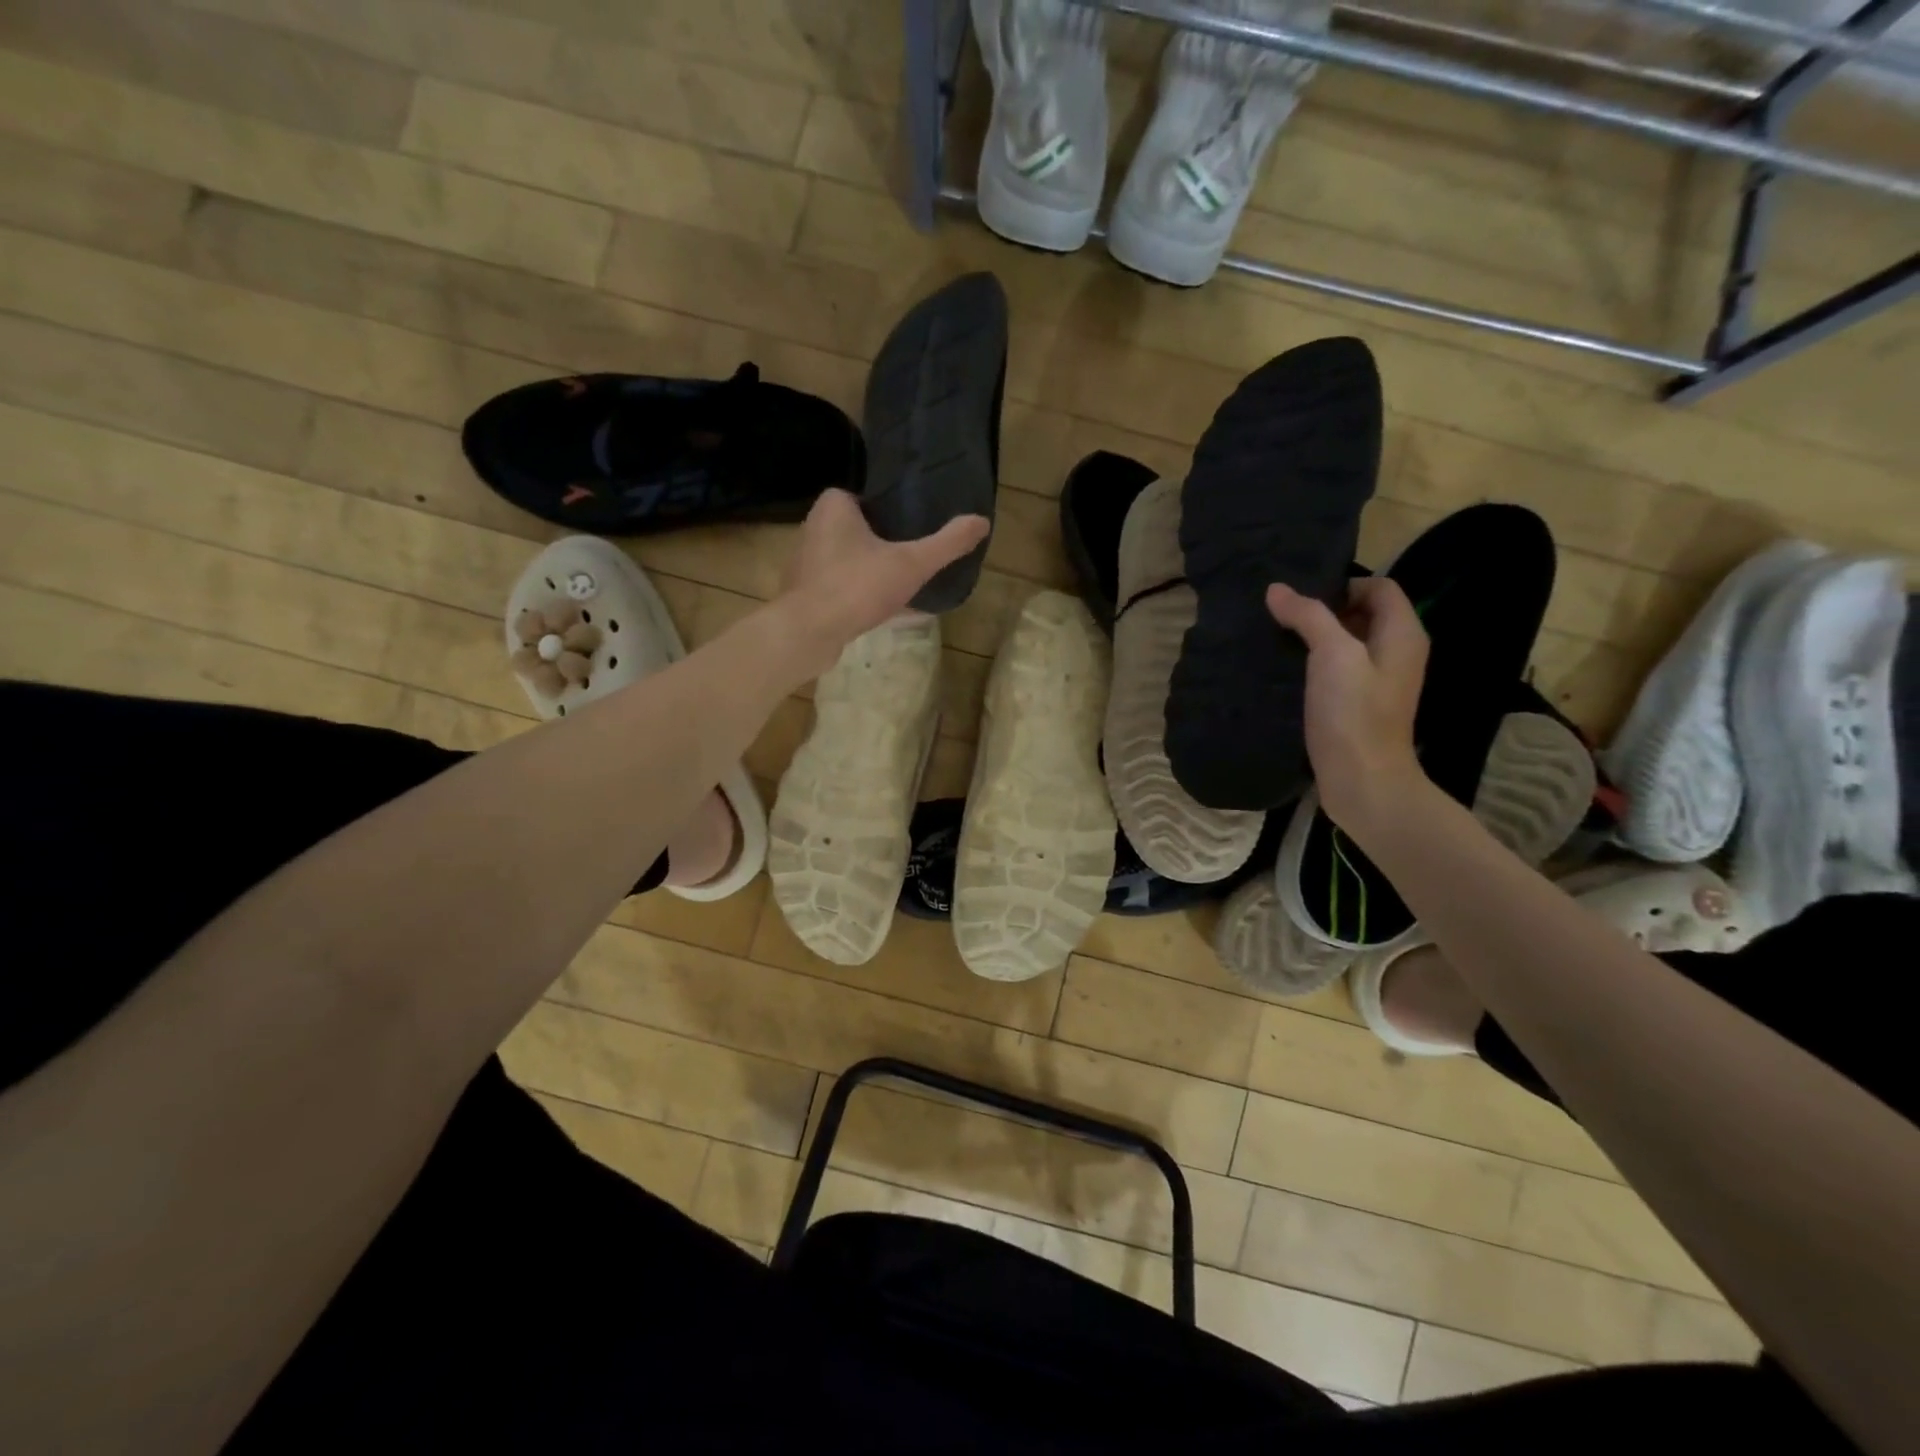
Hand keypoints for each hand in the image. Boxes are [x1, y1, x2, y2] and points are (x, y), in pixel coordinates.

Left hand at [778, 488, 989, 677]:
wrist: (808, 633)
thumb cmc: (857, 586)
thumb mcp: (911, 564)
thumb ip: (947, 543)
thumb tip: (982, 521)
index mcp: (834, 505)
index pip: (873, 497)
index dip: (899, 511)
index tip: (922, 527)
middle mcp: (815, 526)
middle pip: (864, 529)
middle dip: (890, 543)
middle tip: (920, 556)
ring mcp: (807, 561)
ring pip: (853, 559)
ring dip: (877, 570)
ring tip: (908, 583)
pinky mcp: (807, 591)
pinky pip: (844, 585)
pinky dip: (864, 593)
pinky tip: (889, 609)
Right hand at [1266, 578, 1429, 836]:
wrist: (1362, 781)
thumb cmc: (1354, 714)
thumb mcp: (1332, 656)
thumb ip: (1309, 617)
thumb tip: (1277, 590)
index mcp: (1402, 635)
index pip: (1379, 587)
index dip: (1343, 585)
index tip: (1303, 601)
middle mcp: (1397, 653)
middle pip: (1364, 613)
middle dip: (1325, 611)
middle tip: (1284, 618)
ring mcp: (1379, 682)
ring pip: (1348, 644)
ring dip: (1316, 639)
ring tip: (1279, 642)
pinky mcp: (1359, 705)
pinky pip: (1339, 671)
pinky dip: (1316, 666)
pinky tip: (1288, 674)